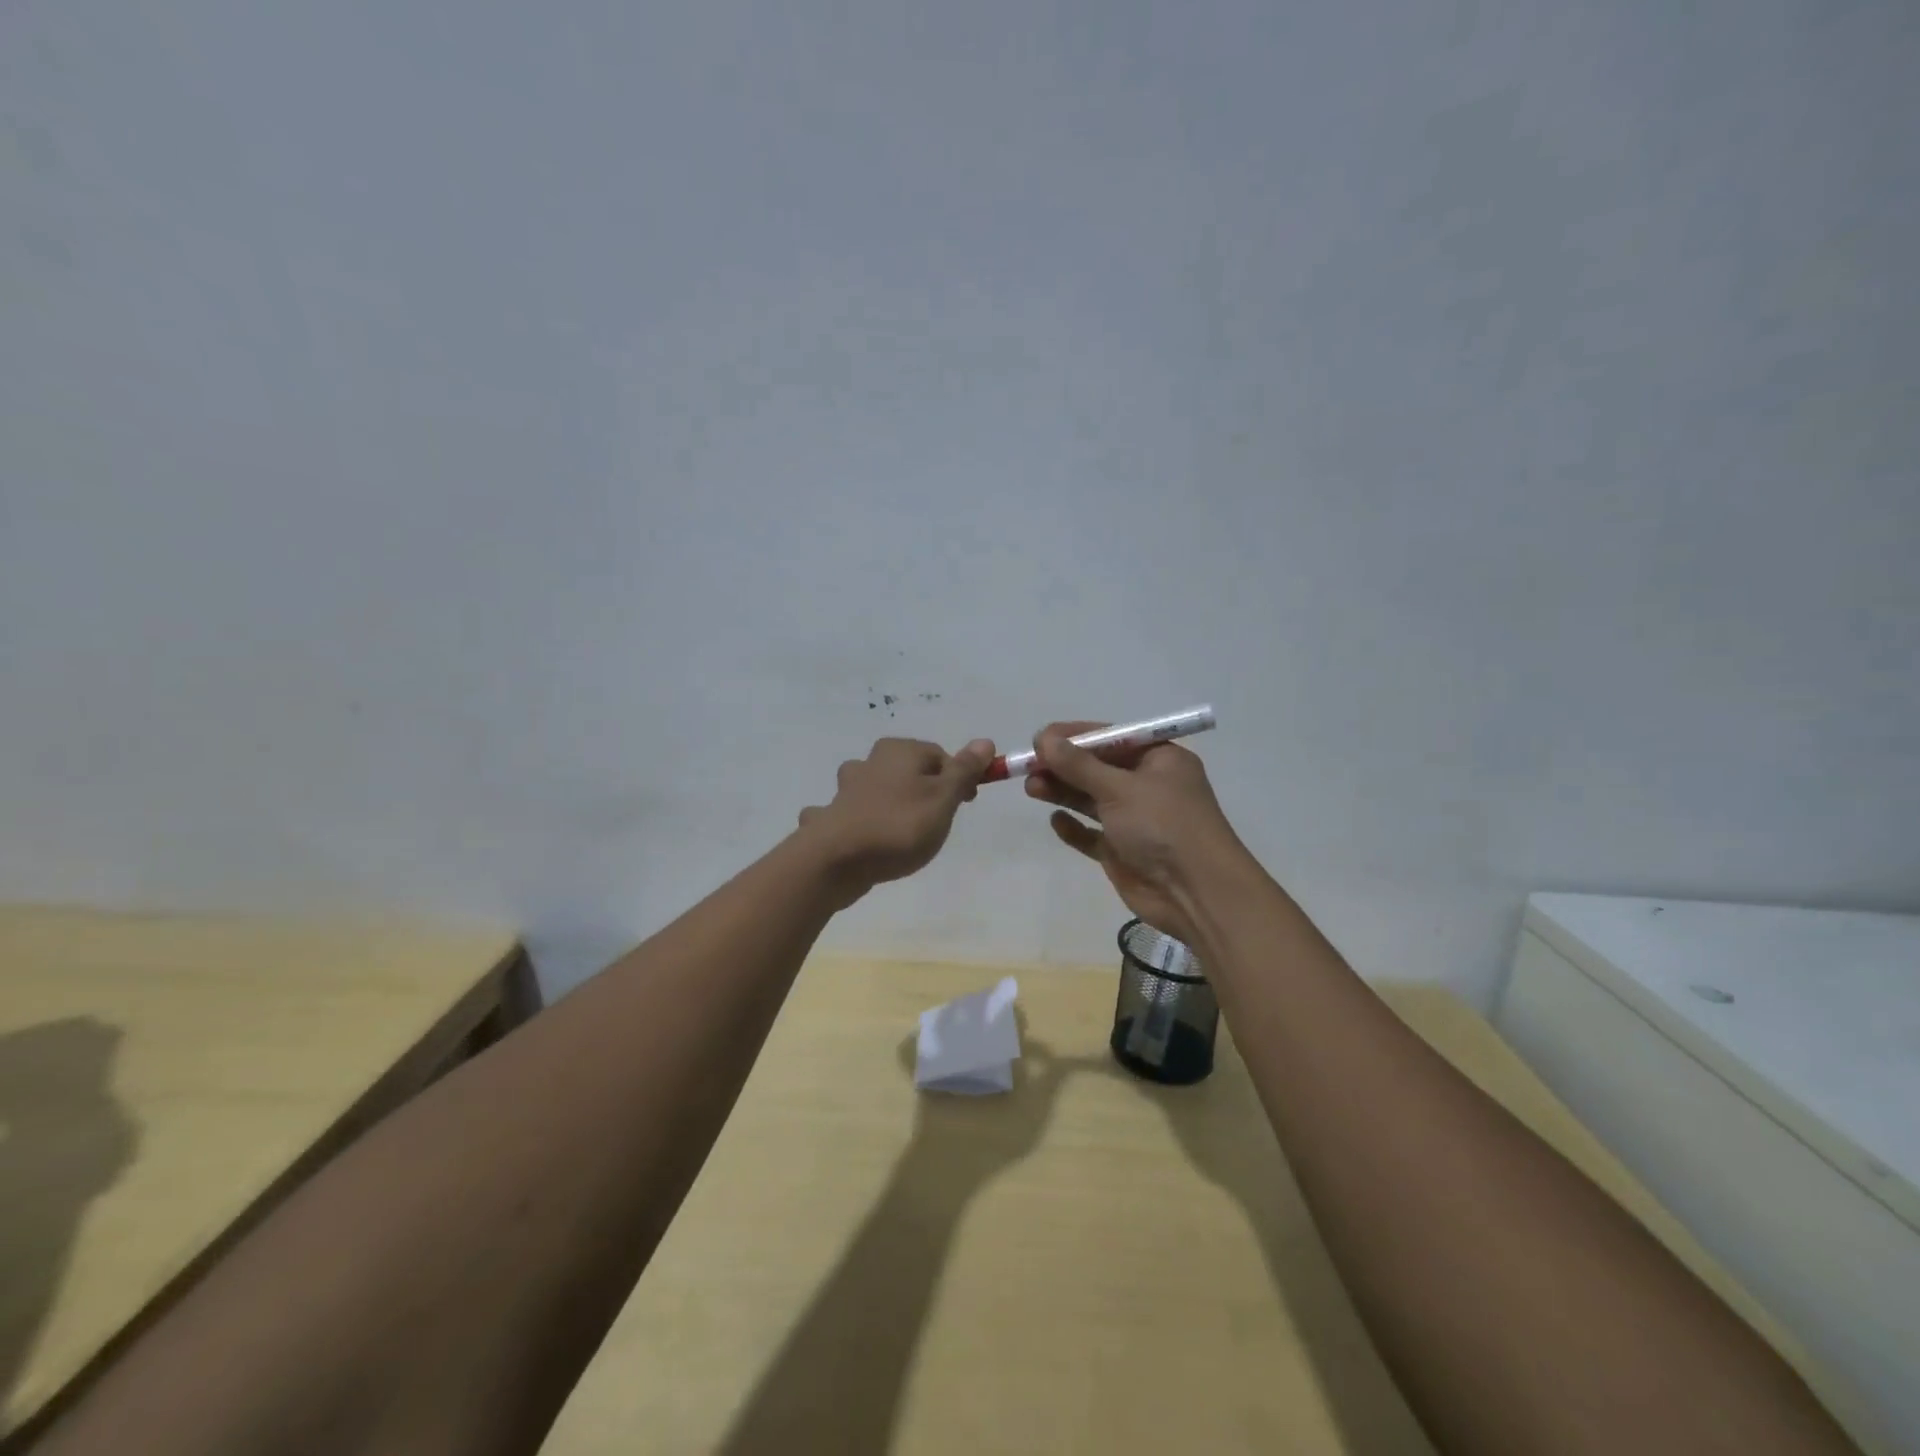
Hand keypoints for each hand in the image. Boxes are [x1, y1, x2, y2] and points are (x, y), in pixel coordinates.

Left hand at [798, 736, 995, 901]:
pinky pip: (850, 816)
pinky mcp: (831, 818)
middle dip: (922, 791)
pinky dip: (858, 824)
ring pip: (875, 789)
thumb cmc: (899, 826)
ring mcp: (845, 790)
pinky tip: (862, 842)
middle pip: (907, 771)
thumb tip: (984, 741)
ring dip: (887, 803)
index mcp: (899, 751)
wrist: (835, 860)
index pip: (939, 755)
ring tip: (899, 833)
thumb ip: (963, 771)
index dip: (958, 778)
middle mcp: (870, 762)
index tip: (966, 805)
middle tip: (935, 823)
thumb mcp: (943, 799)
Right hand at [1025, 721, 1251, 945]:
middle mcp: (1147, 785)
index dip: (1074, 737)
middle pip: (1097, 768)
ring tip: (1031, 788)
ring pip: (1091, 799)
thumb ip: (1079, 765)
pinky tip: (1056, 822)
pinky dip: (1074, 827)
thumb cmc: (1163, 826)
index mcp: (1158, 759)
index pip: (1111, 738)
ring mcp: (1135, 820)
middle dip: (1063, 766)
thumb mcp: (1120, 788)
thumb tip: (1044, 738)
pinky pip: (1092, 834)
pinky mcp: (1123, 851)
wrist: (1196, 894)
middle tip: (1027, 766)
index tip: (1039, 739)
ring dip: (1062, 792)